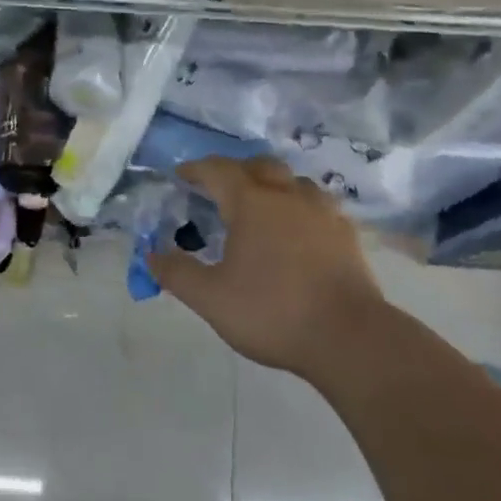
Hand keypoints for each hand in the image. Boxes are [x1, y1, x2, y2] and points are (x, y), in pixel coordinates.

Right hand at [150, 156, 388, 380]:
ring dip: (272, 184)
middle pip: (258, 165)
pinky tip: (299, 229)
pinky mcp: (346, 231)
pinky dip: (300, 206)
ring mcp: (321, 210)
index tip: (181, 176)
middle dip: (236, 170)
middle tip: (220, 190)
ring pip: (293, 181)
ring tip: (261, 207)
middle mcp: (287, 194)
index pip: (217, 170)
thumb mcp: (211, 299)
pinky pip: (318, 204)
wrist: (349, 336)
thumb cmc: (273, 311)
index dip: (195, 169)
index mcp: (251, 202)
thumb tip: (151, 255)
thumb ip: (177, 274)